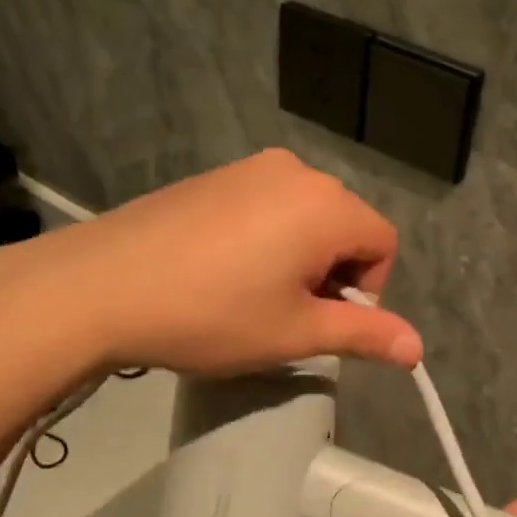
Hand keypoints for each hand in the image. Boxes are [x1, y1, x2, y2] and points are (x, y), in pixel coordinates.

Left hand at [0, 149, 423, 376]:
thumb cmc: (211, 314)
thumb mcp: (294, 333)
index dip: (367, 291)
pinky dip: (266, 239)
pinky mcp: (214, 176)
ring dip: (299, 258)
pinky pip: (267, 206)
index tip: (320, 323)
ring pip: (305, 217)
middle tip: (284, 315)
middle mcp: (296, 172)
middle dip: (332, 274)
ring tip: (250, 295)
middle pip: (346, 226)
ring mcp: (250, 168)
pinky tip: (221, 271)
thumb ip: (364, 335)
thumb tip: (418, 348)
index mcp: (326, 204)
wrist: (98, 286)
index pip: (383, 244)